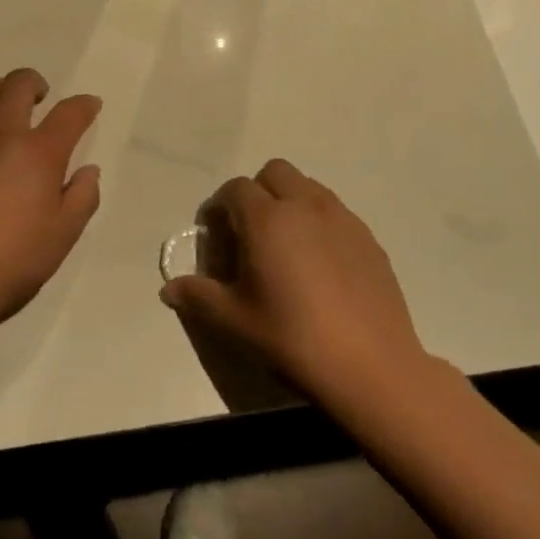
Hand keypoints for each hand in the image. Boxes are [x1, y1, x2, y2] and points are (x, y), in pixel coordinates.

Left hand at [0, 68, 102, 329]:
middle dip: (35, 83)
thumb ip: (82, 197)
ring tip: (2, 107)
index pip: (69, 113)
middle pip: (18, 84)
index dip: (84, 105)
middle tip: (40, 97)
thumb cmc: (12, 261)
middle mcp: (0, 133)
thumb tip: (87, 170)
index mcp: (38, 151)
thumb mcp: (64, 235)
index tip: (90, 105)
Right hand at [160, 159, 428, 407]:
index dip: (220, 206)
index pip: (235, 189)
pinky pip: (335, 211)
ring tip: (287, 245)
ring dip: (290, 201)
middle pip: (274, 172)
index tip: (216, 234)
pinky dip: (319, 222)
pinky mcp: (368, 237)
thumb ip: (199, 297)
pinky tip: (321, 264)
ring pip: (308, 186)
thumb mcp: (236, 321)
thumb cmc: (293, 338)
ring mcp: (341, 218)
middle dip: (257, 191)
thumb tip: (168, 289)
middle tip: (251, 232)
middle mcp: (304, 205)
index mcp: (267, 218)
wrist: (371, 366)